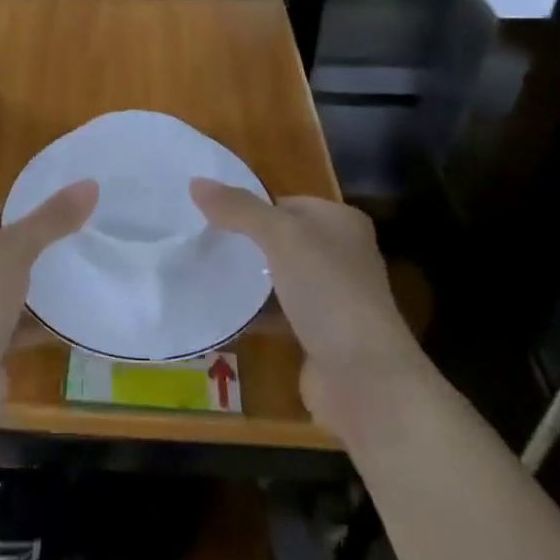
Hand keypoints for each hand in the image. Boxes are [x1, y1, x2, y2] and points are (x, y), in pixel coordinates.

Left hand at [0, 181, 97, 387]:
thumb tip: (90, 183)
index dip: (25, 216)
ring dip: (35, 291)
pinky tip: (70, 320)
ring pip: (3, 292)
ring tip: (80, 278)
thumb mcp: (14, 249)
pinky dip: (34, 323)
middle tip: (77, 247)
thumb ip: (51, 218)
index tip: (64, 219)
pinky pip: (8, 326)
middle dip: (34, 254)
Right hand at [190, 179, 413, 435]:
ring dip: (248, 279)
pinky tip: (221, 311)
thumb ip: (239, 209)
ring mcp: (332, 297)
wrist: (364, 377)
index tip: (208, 214)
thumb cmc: (328, 292)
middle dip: (244, 242)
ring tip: (203, 271)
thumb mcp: (281, 238)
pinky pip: (278, 313)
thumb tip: (196, 182)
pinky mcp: (319, 334)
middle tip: (200, 242)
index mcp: (341, 223)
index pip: (287, 202)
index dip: (250, 206)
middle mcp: (341, 255)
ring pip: (278, 277)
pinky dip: (254, 312)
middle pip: (281, 239)